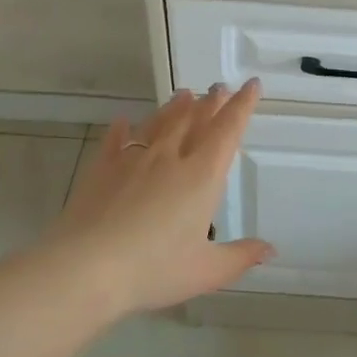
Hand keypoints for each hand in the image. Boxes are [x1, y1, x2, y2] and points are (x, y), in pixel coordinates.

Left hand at [41, 80, 274, 315]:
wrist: (85, 268)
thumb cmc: (153, 269)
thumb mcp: (206, 271)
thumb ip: (240, 257)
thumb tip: (270, 250)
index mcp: (201, 177)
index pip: (227, 131)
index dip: (242, 106)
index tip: (251, 85)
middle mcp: (170, 158)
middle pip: (194, 120)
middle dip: (211, 102)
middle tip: (220, 88)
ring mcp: (133, 160)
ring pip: (159, 124)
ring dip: (175, 107)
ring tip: (184, 94)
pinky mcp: (102, 169)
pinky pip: (116, 140)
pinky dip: (124, 129)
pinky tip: (124, 122)